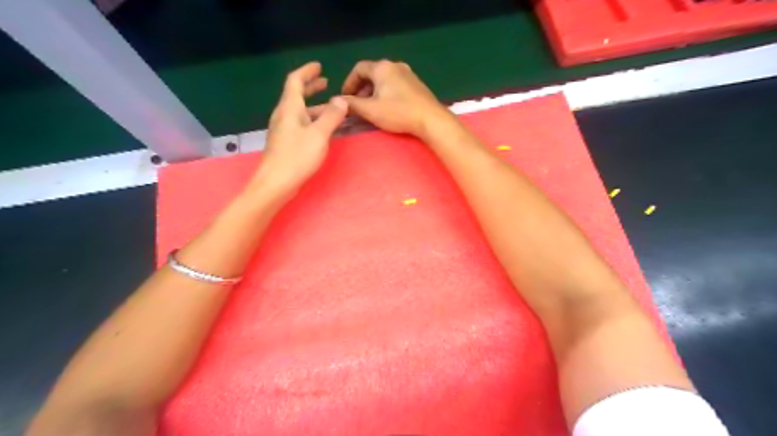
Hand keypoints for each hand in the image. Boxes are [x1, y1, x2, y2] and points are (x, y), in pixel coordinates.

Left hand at [251, 61, 346, 196]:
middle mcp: (284, 115)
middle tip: (325, 82)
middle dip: (310, 87)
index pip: (295, 81)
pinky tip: (322, 128)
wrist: (275, 183)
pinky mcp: (285, 142)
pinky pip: (300, 124)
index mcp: (289, 108)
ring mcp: (283, 130)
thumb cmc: (297, 157)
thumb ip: (332, 116)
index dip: (307, 72)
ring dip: (314, 106)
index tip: (319, 66)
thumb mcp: (319, 135)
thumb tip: (341, 100)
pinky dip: (312, 119)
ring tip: (331, 107)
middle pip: (296, 94)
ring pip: (299, 111)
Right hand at [341, 59, 456, 139]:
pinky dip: (386, 94)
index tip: (345, 98)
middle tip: (357, 106)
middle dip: (361, 90)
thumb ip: (352, 104)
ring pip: (384, 80)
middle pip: (372, 74)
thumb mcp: (371, 110)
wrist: (431, 119)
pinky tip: (387, 108)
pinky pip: (395, 85)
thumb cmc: (398, 112)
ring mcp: (408, 74)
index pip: (358, 69)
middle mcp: (395, 65)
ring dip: (373, 93)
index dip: (348, 83)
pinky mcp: (416, 84)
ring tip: (370, 109)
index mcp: (382, 67)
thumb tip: (337, 101)